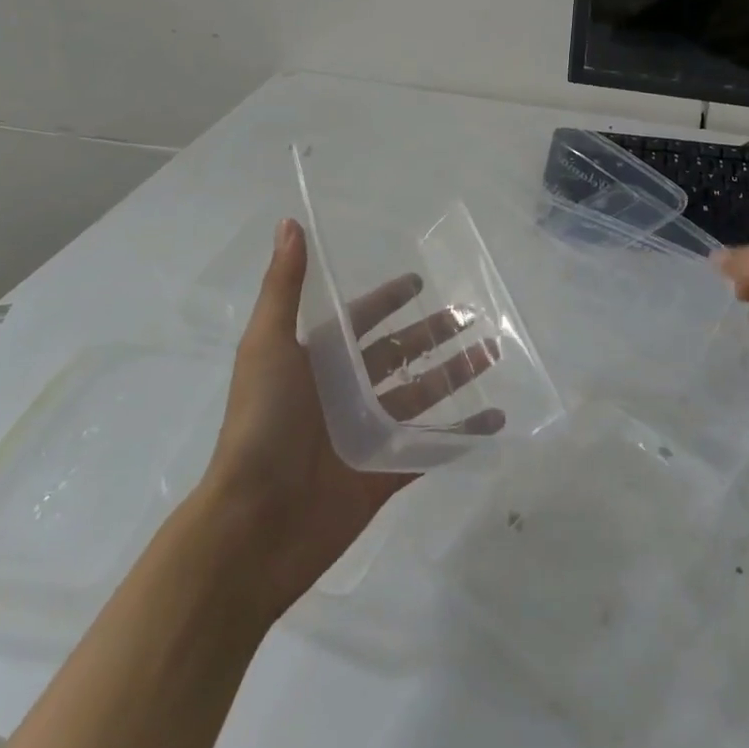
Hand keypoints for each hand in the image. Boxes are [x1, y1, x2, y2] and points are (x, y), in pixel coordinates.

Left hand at [194, 219, 501, 622]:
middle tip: (474, 316)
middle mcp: (343, 393)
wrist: (253, 525)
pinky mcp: (384, 472)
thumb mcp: (267, 344)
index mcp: (317, 361)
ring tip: (493, 352)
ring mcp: (366, 433)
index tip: (419, 282)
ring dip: (456, 375)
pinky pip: (432, 448)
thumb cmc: (261, 424)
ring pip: (421, 395)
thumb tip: (288, 222)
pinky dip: (463, 434)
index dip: (388, 300)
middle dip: (435, 334)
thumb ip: (284, 286)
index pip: (361, 320)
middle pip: (399, 354)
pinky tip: (495, 420)